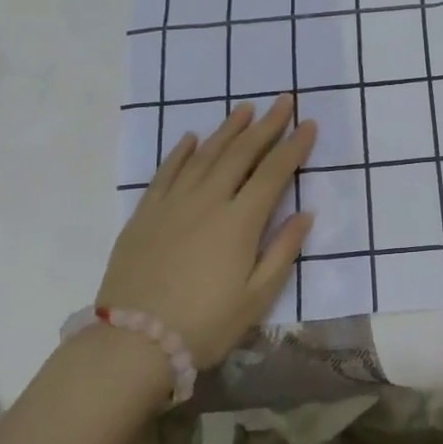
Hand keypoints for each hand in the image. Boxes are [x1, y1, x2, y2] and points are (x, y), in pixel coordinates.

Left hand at [97, 97, 315, 367]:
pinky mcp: (146, 212)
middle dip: (266, 125)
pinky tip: (191, 137)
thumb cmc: (204, 325)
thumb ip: (283, 251)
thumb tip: (306, 213)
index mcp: (240, 221)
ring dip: (227, 129)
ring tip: (245, 109)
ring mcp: (173, 202)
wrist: (133, 342)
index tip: (309, 124)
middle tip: (282, 101)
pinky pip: (167, 171)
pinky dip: (181, 151)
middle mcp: (208, 200)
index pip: (274, 172)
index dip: (294, 147)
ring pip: (205, 154)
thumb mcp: (256, 298)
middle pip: (242, 153)